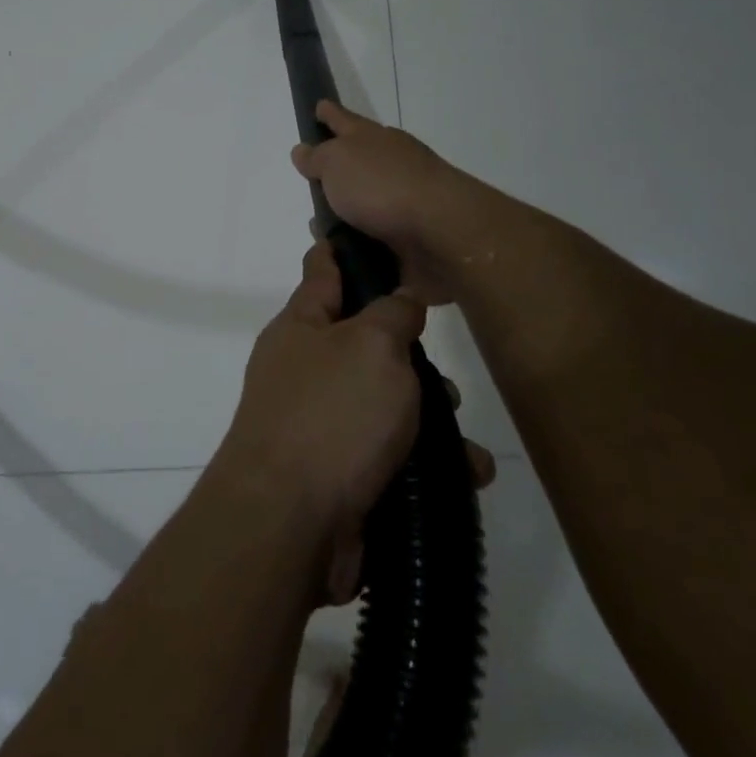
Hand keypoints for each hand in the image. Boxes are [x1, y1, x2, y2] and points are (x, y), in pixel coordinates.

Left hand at [215, 241, 495, 605]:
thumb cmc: (331, 417)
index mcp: (301, 327)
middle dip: (409, 356)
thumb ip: (392, 314)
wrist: (290, 524)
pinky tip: (465, 475)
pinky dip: (427, 464)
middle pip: (364, 343)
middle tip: (444, 373)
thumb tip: (400, 300)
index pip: (322, 270)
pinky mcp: (339, 475)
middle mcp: (304, 370)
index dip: (342, 249)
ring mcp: (318, 424)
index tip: (366, 231)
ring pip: (385, 404)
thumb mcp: (371, 346)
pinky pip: (391, 456)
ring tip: (462, 440)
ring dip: (429, 419)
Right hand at [290, 101, 483, 304]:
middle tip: (313, 177)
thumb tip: (303, 150)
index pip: (344, 120)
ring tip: (319, 227)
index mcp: (373, 139)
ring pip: (365, 201)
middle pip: (358, 160)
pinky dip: (357, 240)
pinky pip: (374, 234)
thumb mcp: (337, 162)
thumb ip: (318, 157)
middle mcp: (390, 164)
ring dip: (344, 211)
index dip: (329, 114)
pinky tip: (342, 251)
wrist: (441, 231)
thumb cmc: (382, 186)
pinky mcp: (410, 234)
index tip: (319, 106)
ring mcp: (404, 199)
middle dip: (337, 167)